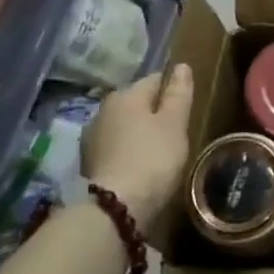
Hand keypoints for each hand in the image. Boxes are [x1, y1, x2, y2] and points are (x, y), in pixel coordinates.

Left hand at [83, 65, 194, 232]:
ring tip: (157, 153)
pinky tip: (138, 167)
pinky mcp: (88, 163)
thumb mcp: (175, 124)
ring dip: (138, 134)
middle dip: (154, 113)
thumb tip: (181, 65)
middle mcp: (104, 109)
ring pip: (124, 126)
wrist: (115, 208)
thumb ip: (179, 94)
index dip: (173, 92)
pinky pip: (115, 148)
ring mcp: (92, 137)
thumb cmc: (152, 158)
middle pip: (137, 103)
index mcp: (125, 94)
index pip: (156, 79)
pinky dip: (127, 152)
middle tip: (174, 135)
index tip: (186, 111)